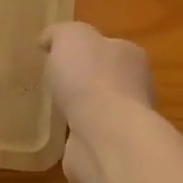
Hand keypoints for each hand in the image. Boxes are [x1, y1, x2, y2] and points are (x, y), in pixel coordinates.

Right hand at [42, 22, 153, 182]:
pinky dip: (77, 135)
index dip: (83, 49)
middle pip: (105, 78)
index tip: (57, 55)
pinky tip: (59, 134)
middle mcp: (135, 86)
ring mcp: (125, 121)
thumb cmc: (90, 77)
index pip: (107, 46)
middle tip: (54, 82)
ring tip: (53, 108)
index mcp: (129, 55)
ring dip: (80, 109)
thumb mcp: (70, 37)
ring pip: (98, 109)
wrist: (105, 135)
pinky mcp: (112, 148)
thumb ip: (59, 33)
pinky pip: (90, 135)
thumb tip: (48, 40)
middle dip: (82, 80)